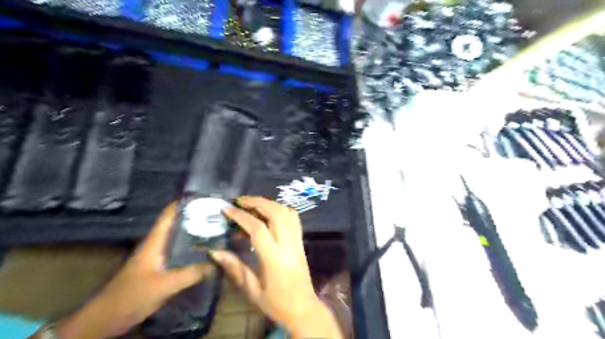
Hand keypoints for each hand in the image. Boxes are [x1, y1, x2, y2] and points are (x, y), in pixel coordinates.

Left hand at [54, 202, 213, 337]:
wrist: (106, 319)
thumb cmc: (132, 296)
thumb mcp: (165, 285)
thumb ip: (192, 273)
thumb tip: (218, 260)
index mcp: (155, 241)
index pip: (169, 214)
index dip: (184, 203)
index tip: (205, 197)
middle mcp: (157, 244)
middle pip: (177, 224)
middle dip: (196, 217)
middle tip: (218, 213)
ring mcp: (158, 256)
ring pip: (180, 237)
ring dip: (196, 232)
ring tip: (217, 228)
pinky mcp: (160, 267)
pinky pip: (180, 251)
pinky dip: (193, 247)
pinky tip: (206, 250)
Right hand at [209, 195, 339, 337]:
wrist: (303, 308)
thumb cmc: (276, 303)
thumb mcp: (252, 290)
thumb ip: (234, 268)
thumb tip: (214, 251)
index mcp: (275, 259)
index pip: (258, 229)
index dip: (241, 216)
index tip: (227, 208)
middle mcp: (288, 245)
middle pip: (276, 214)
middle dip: (257, 202)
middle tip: (240, 200)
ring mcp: (297, 241)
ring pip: (287, 213)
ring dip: (269, 203)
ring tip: (252, 203)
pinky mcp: (301, 241)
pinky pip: (293, 218)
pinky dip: (281, 209)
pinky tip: (269, 212)